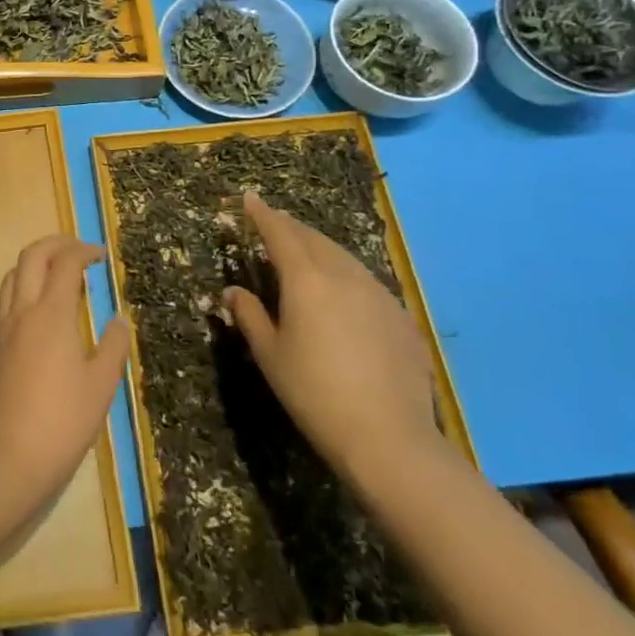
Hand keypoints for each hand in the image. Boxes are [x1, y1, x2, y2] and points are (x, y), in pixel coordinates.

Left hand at [0, 235, 130, 504]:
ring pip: (13, 275)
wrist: (6, 459)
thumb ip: (112, 347)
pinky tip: (42, 310)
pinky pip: (7, 300)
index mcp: (51, 315)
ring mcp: (2, 329)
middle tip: (80, 250)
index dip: (84, 251)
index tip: (102, 255)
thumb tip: (119, 318)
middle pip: (31, 256)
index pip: (65, 264)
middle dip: (56, 243)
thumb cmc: (62, 423)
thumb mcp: (100, 387)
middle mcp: (22, 312)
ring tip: (59, 274)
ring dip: (35, 262)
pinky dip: (25, 286)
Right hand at [223, 191, 439, 478]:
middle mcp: (344, 275)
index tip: (249, 198)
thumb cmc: (314, 393)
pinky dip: (345, 275)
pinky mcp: (401, 317)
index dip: (262, 214)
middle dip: (291, 228)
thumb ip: (250, 316)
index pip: (280, 233)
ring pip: (343, 257)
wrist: (389, 437)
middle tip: (273, 224)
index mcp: (306, 280)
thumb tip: (233, 291)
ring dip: (319, 249)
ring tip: (305, 254)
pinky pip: (365, 282)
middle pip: (314, 239)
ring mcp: (378, 294)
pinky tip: (342, 295)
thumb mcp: (270, 355)